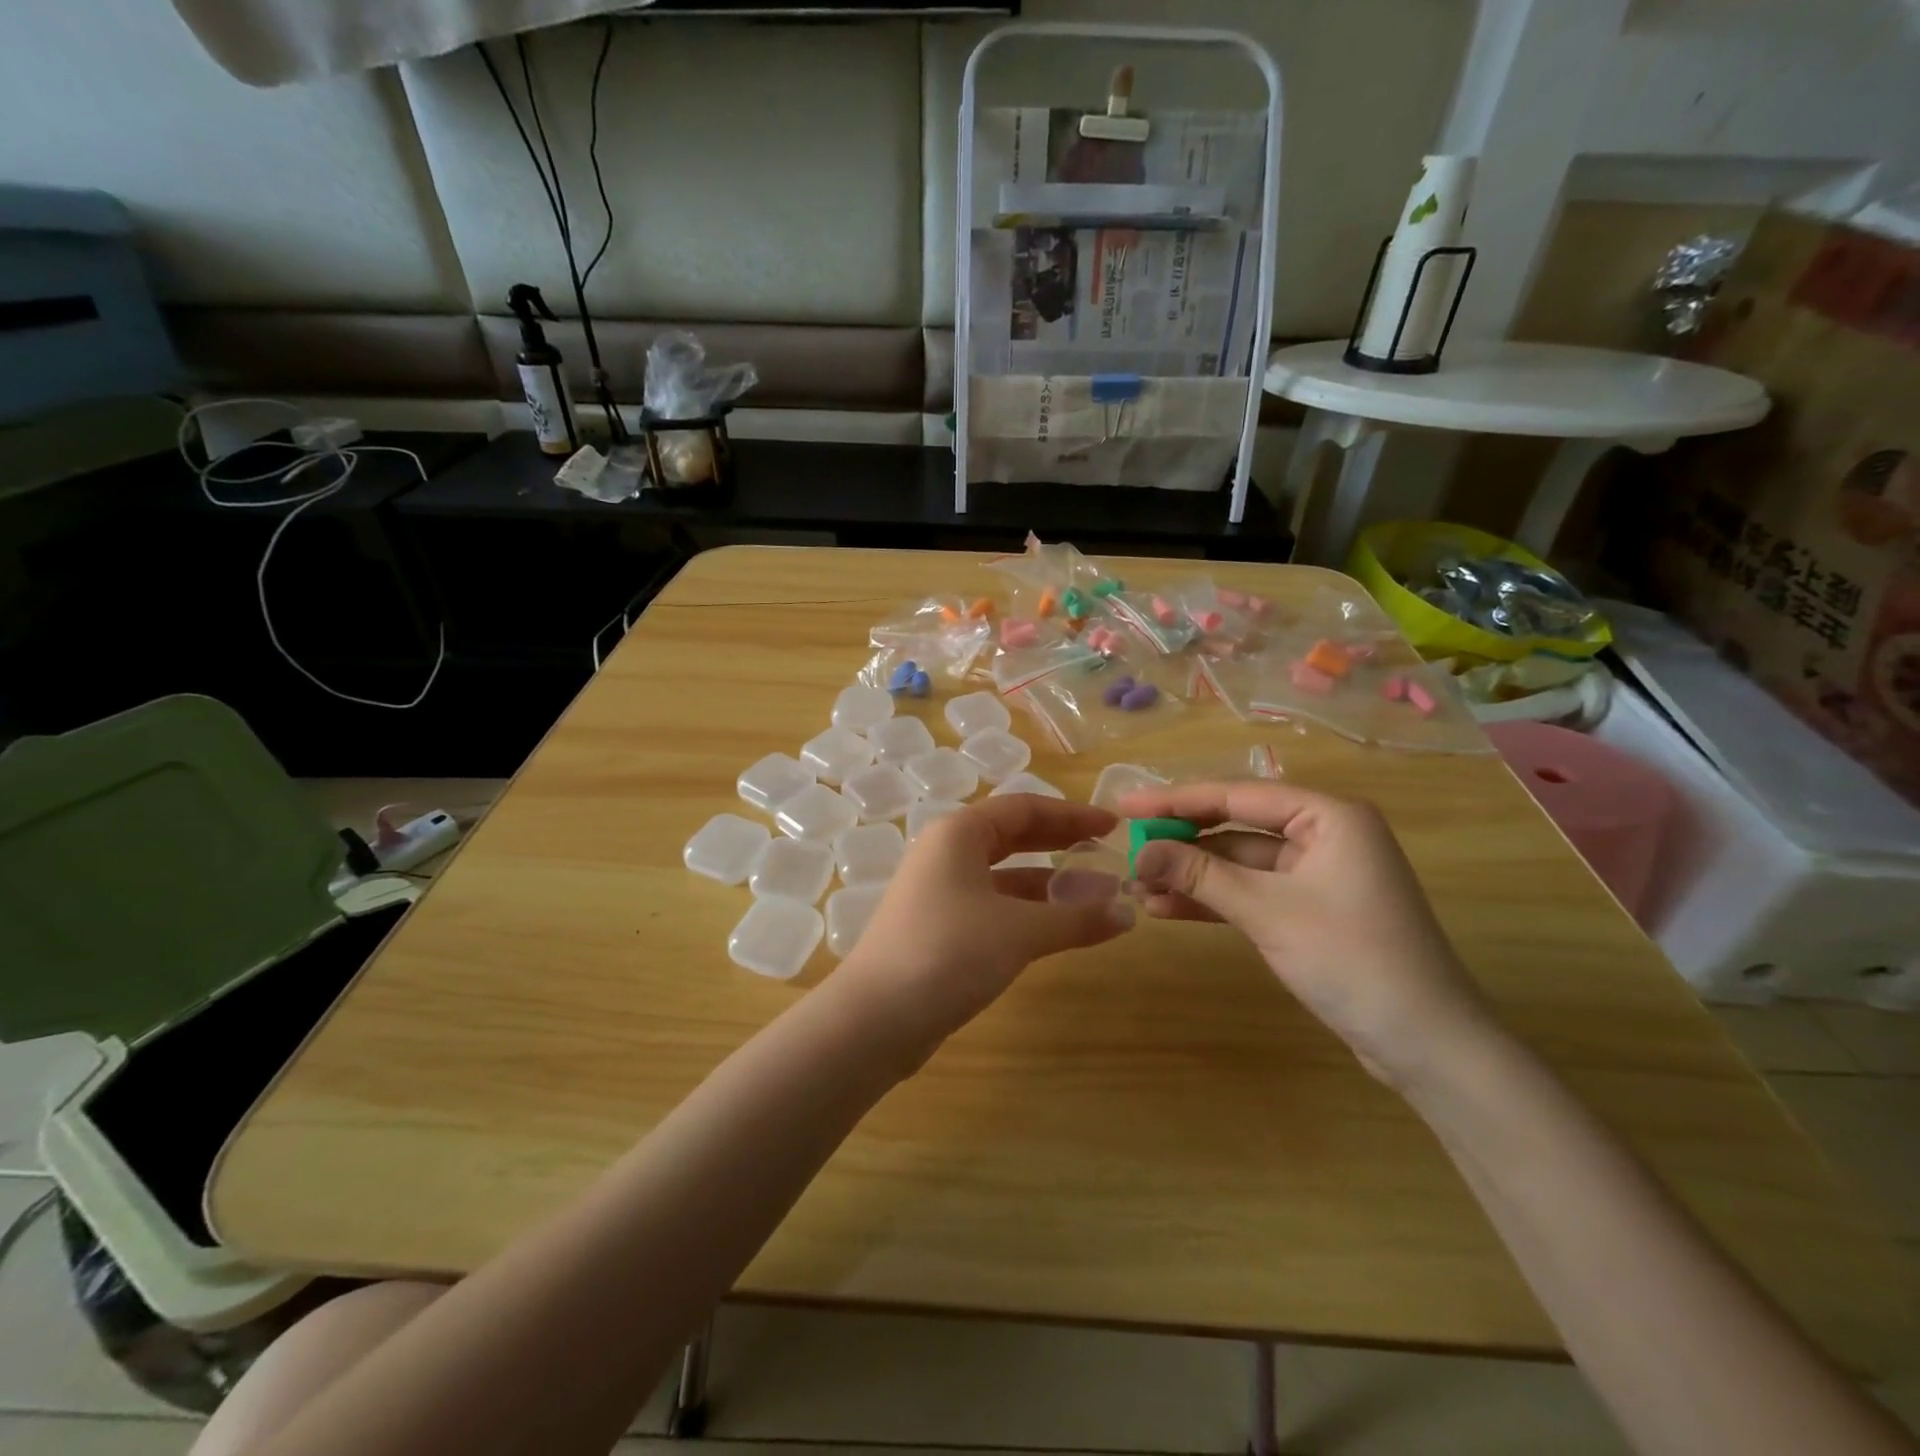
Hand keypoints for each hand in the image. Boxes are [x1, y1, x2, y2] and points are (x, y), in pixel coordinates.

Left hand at [837, 796, 1133, 1056]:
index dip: (1072, 815)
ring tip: (1096, 896)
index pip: (1024, 808)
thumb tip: (1129, 914)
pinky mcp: (940, 926)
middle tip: (1107, 852)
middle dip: (1061, 843)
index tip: (1112, 826)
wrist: (875, 1019)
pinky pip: (994, 904)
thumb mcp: (1019, 932)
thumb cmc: (948, 953)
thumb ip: (1076, 919)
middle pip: (1013, 836)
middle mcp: (946, 853)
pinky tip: (1058, 927)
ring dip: (1049, 883)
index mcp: (959, 833)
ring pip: (1004, 874)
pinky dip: (1028, 911)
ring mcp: (940, 891)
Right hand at [1117, 782, 1493, 1088]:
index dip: (1176, 799)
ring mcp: (1317, 874)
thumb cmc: (1351, 960)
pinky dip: (1214, 900)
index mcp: (1328, 816)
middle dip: (1182, 842)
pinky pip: (1251, 892)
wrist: (1425, 1045)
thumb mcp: (1267, 911)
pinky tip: (1168, 909)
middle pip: (1236, 827)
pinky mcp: (1310, 909)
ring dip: (1192, 876)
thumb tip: (1137, 851)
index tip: (1125, 806)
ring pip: (1239, 863)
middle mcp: (1324, 834)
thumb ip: (1200, 875)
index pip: (1237, 795)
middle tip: (1128, 848)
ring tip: (1138, 888)